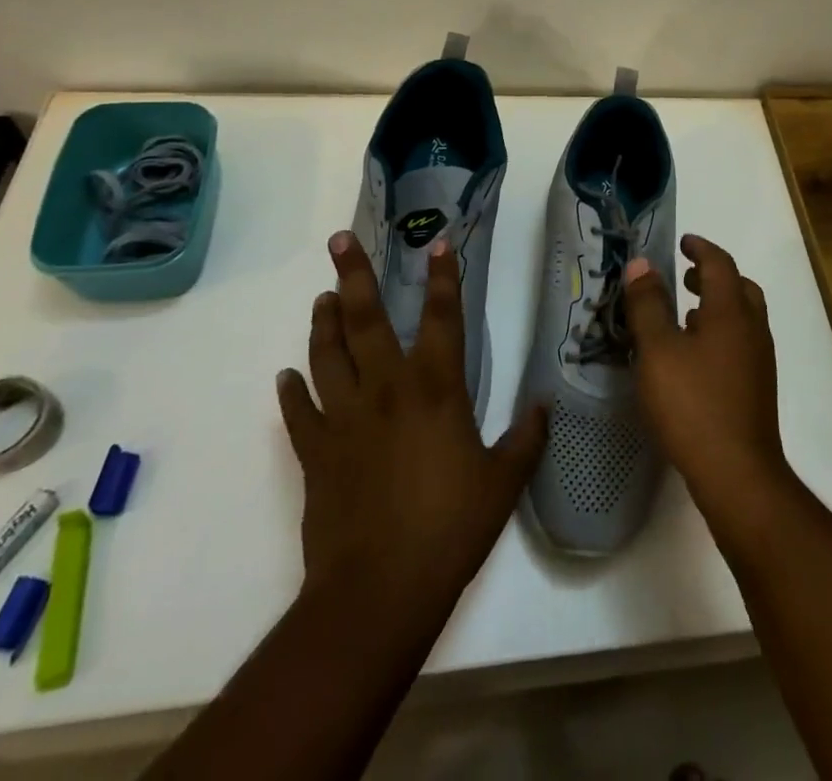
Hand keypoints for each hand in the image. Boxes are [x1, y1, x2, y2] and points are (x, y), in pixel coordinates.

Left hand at [277, 231, 546, 619]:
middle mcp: (386, 389)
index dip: (443, 278)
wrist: (378, 591)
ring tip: (322, 296)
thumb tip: (544, 406)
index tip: (438, 244)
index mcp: (435, 388)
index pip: (442, 317)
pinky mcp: (316, 452)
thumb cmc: (450, 529)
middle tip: (339, 240)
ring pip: (328, 354)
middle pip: (366, 319)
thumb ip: (526, 439)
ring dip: (324, 322)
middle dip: (354, 275)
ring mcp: (344, 418)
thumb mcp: (503, 483)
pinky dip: (292, 392)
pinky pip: (299, 413)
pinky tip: (286, 378)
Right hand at [623, 235, 789, 537]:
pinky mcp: (756, 388)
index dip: (701, 248)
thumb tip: (643, 263)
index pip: (720, 264)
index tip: (683, 242)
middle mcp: (752, 330)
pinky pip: (740, 343)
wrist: (738, 475)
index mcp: (731, 312)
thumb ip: (648, 305)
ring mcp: (758, 361)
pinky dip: (720, 333)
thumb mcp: (658, 351)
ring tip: (685, 315)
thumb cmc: (693, 405)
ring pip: (743, 317)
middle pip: (740, 288)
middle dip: (713, 276)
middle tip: (684, 277)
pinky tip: (694, 357)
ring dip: (717, 306)